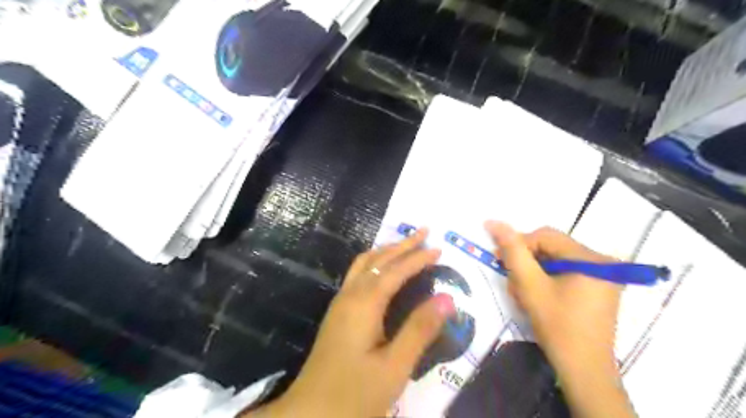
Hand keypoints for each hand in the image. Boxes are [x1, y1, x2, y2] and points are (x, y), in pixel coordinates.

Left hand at [247, 229, 454, 416]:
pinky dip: (374, 264)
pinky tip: (382, 272)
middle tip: (424, 232)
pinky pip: (357, 276)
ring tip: (405, 245)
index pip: (395, 271)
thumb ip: (420, 330)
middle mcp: (349, 296)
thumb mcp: (394, 367)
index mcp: (364, 304)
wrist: (309, 414)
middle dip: (402, 244)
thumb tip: (447, 299)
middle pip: (377, 260)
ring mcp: (340, 304)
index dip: (418, 258)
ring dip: (386, 251)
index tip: (439, 249)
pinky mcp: (337, 314)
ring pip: (363, 265)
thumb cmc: (354, 395)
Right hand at [488, 221, 637, 416]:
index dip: (519, 245)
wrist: (583, 369)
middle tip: (511, 280)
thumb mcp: (530, 285)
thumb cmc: (557, 326)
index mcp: (590, 258)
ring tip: (522, 293)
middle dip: (526, 261)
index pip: (545, 236)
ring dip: (534, 272)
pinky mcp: (598, 288)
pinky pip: (565, 272)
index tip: (500, 261)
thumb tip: (493, 222)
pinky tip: (537, 296)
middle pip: (551, 247)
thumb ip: (512, 251)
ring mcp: (603, 276)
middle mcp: (602, 261)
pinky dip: (546, 280)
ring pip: (556, 260)